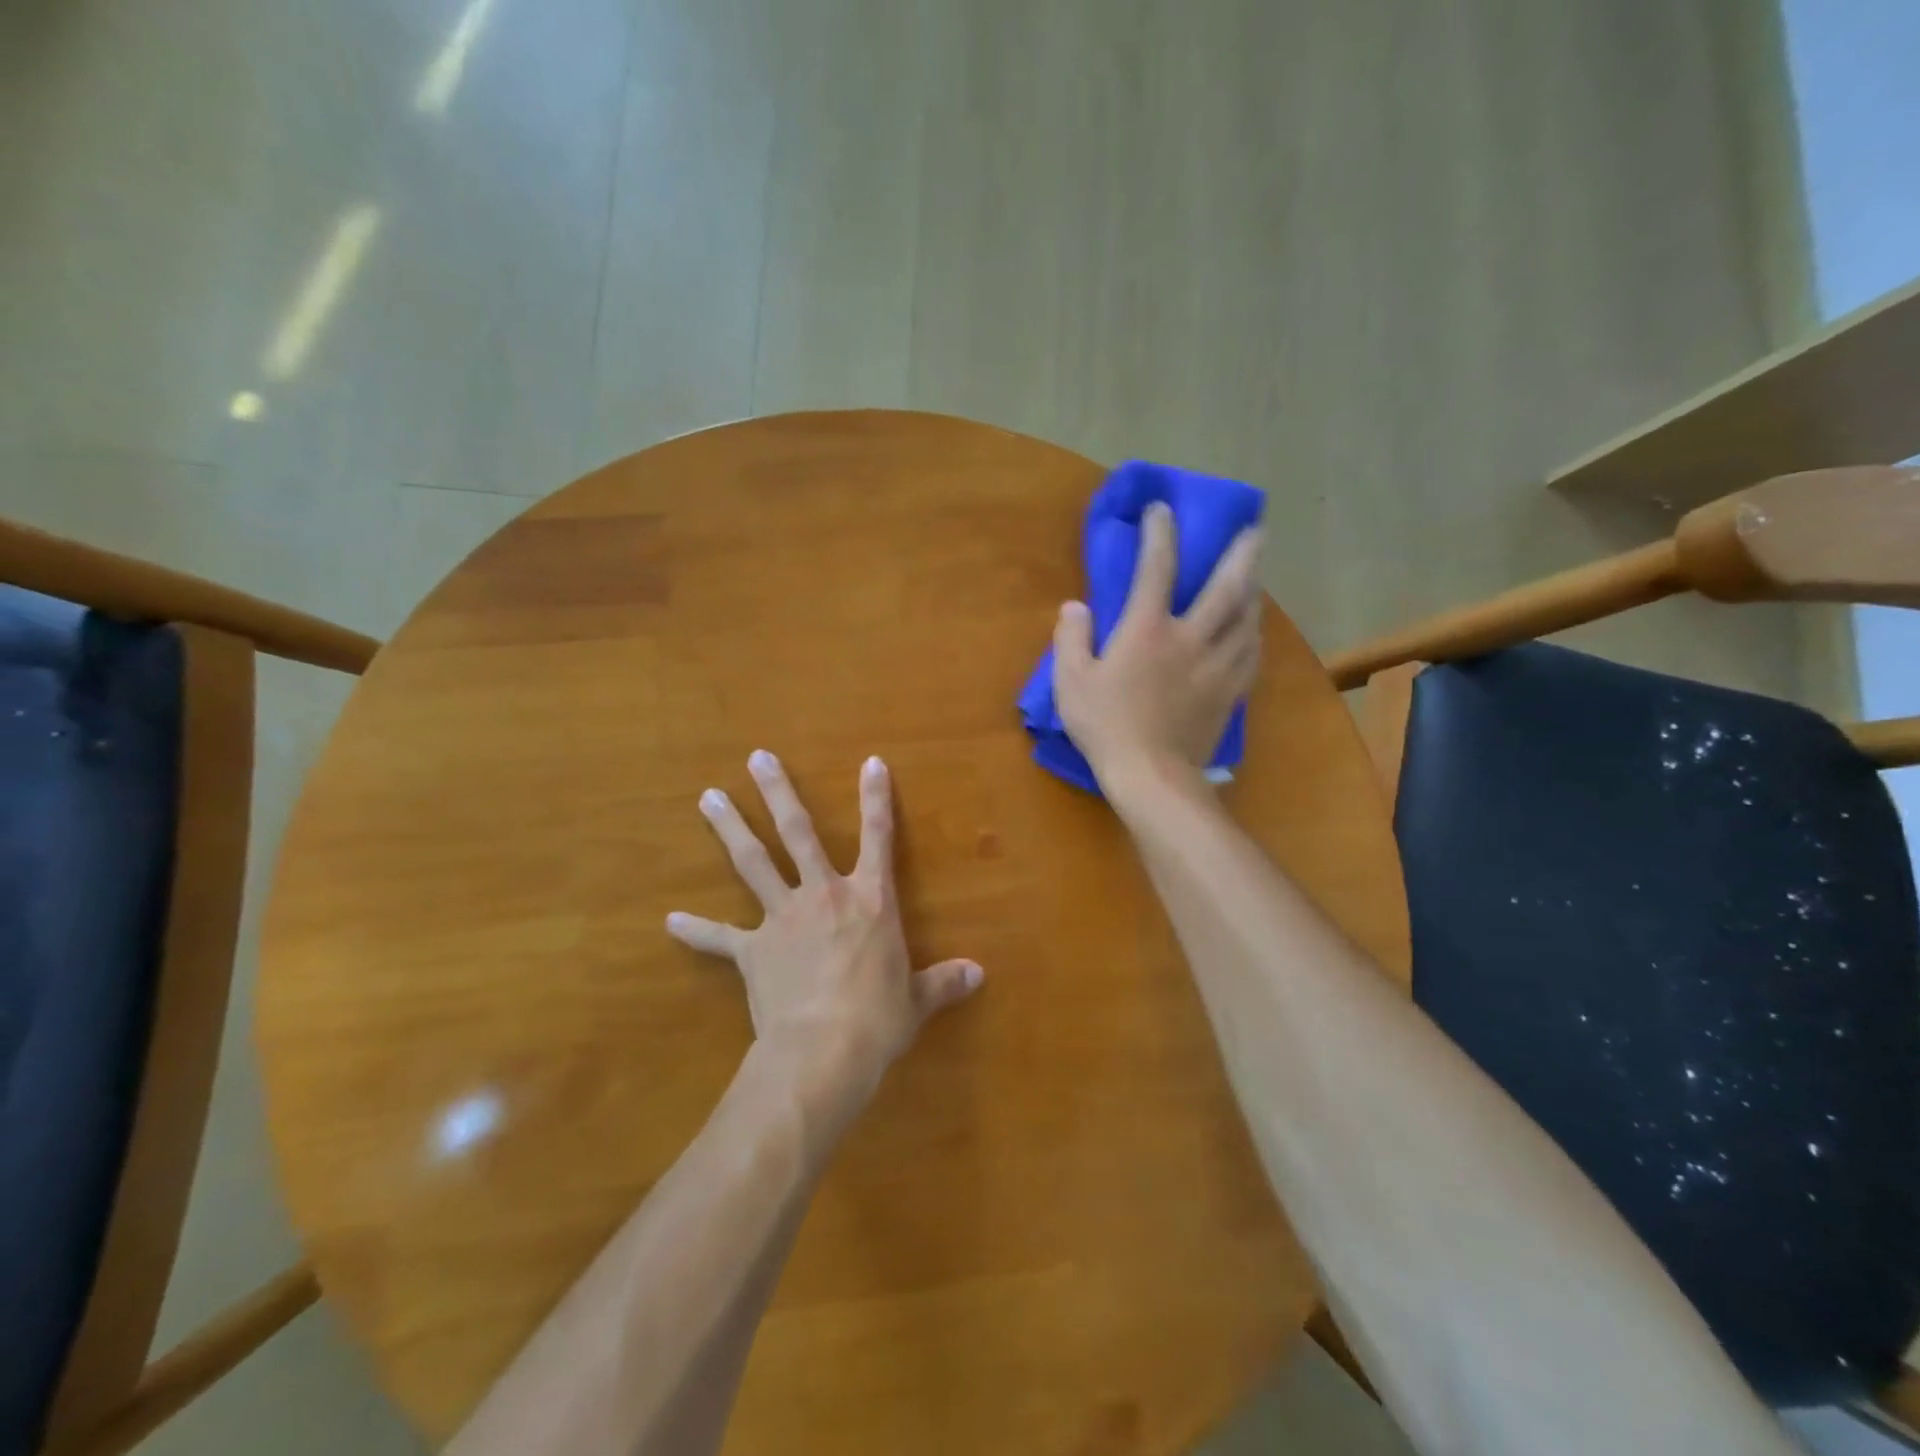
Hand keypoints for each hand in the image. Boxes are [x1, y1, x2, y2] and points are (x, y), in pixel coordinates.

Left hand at [666, 750, 983, 1105]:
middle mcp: (823, 895)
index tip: (870, 763)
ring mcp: (782, 918)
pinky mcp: (752, 950)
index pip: (879, 837)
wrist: (822, 1051)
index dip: (876, 798)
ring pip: (752, 862)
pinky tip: (670, 921)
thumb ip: (944, 982)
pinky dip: (696, 929)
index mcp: (869, 900)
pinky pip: (720, 937)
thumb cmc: (878, 1019)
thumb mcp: (917, 1000)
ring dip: (730, 828)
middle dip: (778, 792)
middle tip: (757, 757)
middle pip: (798, 832)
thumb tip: (979, 976)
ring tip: (708, 796)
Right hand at [1052, 501, 1263, 787]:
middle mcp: (1190, 638)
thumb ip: (1071, 638)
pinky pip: (1250, 655)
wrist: (1151, 775)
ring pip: (1246, 619)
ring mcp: (1216, 666)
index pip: (1158, 568)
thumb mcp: (1071, 681)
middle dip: (1243, 554)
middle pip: (1227, 587)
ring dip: (1253, 592)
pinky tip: (1252, 633)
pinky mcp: (1229, 693)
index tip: (1162, 510)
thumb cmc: (1105, 726)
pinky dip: (1253, 636)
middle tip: (1256, 531)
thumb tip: (1076, 606)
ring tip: (1255, 579)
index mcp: (1148, 630)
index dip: (1160, 533)